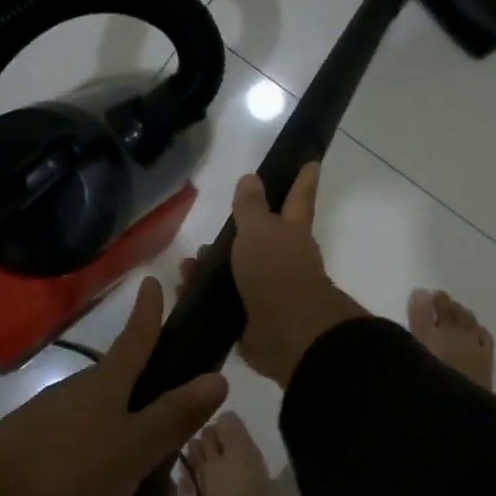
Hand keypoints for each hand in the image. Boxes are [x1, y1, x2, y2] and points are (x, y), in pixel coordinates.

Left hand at [0, 275, 228, 495]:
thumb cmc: (64, 468)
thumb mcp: (132, 446)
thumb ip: (175, 416)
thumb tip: (218, 377)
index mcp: (106, 387)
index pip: (137, 339)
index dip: (150, 313)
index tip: (155, 281)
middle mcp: (83, 409)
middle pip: (137, 419)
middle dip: (159, 461)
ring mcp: (58, 446)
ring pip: (116, 469)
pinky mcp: (40, 484)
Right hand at [191, 164, 367, 386]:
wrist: (286, 333)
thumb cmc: (276, 271)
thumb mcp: (259, 230)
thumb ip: (251, 206)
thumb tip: (251, 178)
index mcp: (292, 232)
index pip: (298, 198)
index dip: (303, 180)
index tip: (311, 161)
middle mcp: (284, 259)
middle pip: (260, 238)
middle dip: (237, 235)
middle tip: (209, 233)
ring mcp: (268, 290)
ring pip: (236, 270)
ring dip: (211, 266)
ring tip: (187, 265)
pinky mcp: (251, 317)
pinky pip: (223, 300)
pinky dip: (203, 294)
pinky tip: (183, 290)